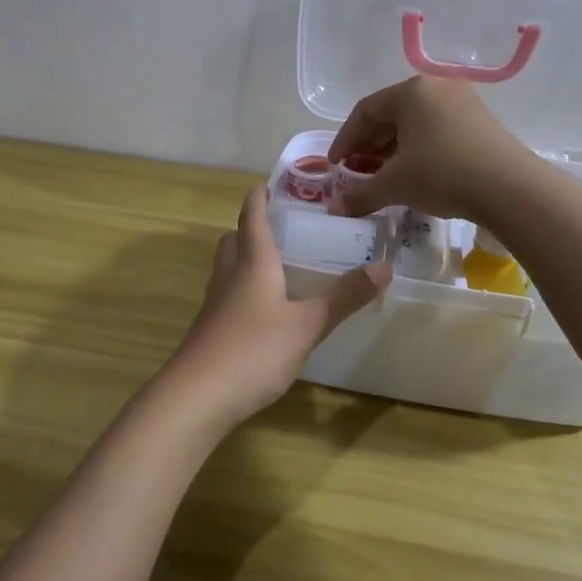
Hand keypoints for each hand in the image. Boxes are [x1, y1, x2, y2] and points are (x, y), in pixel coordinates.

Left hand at [165, 186, 390, 429]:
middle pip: (233, 240)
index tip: (268, 184)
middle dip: (251, 229)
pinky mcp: (209, 331)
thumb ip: (344, 297)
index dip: (259, 198)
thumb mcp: (307, 324)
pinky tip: (264, 312)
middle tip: (280, 229)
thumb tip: (384, 267)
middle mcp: (229, 276)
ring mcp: (214, 305)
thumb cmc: (254, 350)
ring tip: (277, 267)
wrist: (197, 396)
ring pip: (228, 269)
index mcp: (252, 263)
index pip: (251, 217)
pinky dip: (243, 292)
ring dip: (246, 260)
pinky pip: (226, 297)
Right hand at [326, 76, 531, 220]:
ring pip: (415, 123)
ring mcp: (463, 103)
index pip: (365, 111)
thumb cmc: (442, 174)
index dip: (344, 140)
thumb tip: (334, 208)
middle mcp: (437, 88)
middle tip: (355, 170)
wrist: (510, 189)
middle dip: (368, 145)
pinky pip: (437, 130)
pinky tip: (413, 174)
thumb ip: (360, 194)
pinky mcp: (481, 122)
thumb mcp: (395, 185)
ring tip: (381, 175)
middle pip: (391, 114)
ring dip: (392, 149)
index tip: (334, 166)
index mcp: (411, 92)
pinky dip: (417, 149)